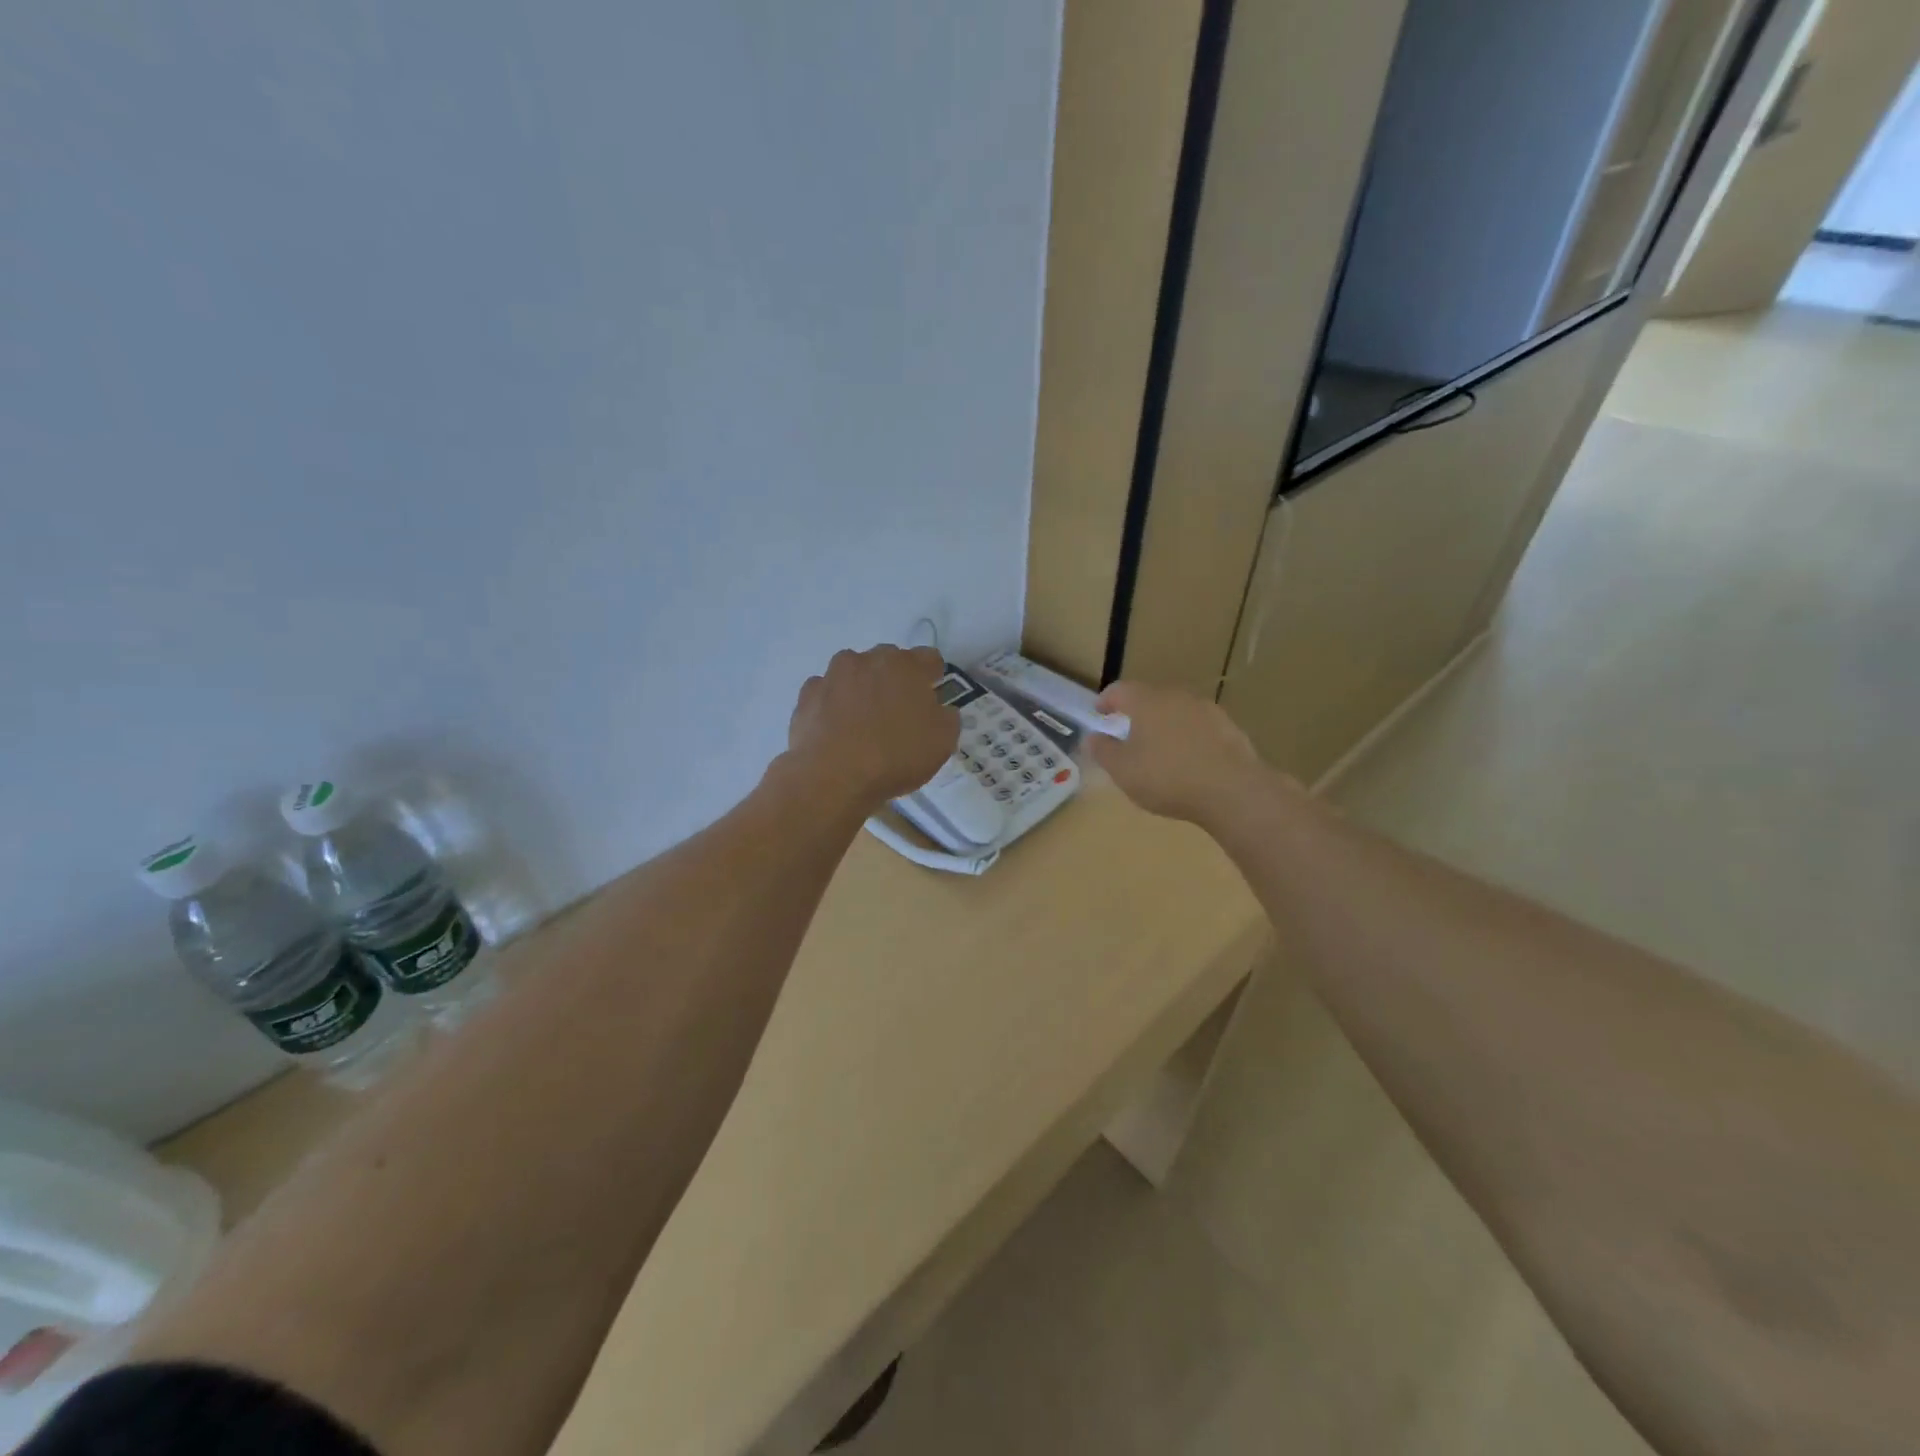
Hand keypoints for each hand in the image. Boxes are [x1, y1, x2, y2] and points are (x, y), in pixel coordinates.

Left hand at [785, 645, 958, 812]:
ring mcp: (832, 675)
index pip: (929, 658)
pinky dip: (833, 705)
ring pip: (854, 673)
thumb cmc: (896, 756)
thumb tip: (938, 709)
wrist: (833, 777)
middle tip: (898, 713)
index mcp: (906, 665)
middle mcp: (867, 660)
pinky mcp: (807, 695)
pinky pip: (827, 693)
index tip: (932, 698)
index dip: (933, 677)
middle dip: (895, 680)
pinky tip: (837, 731)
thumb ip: (947, 717)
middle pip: (888, 661)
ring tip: (862, 723)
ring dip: (861, 689)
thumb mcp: (943, 741)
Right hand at [1089, 681, 1273, 826]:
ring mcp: (1207, 710)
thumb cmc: (1167, 777)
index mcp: (1147, 701)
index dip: (1106, 700)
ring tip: (1159, 748)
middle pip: (1150, 697)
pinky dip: (1188, 737)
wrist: (1233, 791)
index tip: (1099, 712)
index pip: (1120, 690)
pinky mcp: (1230, 728)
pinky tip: (1189, 760)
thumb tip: (1092, 737)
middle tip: (1127, 731)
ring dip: (1165, 724)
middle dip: (1137, 712)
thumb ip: (1104, 751)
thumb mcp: (1123, 770)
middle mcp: (1176, 697)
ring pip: (1177, 711)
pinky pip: (1199, 728)